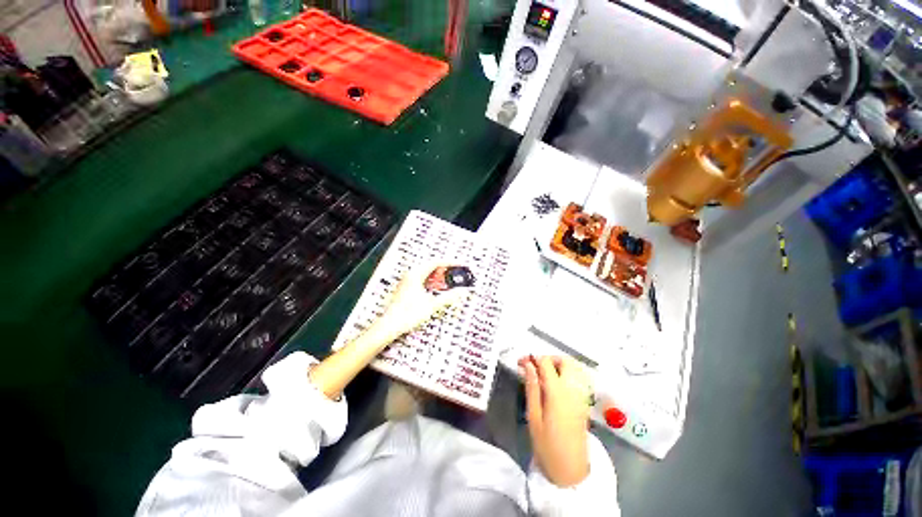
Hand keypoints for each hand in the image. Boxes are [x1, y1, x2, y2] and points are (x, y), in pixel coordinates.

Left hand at [368, 262, 469, 346]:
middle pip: (431, 267)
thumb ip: (448, 297)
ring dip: (438, 277)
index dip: (450, 263)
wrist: (390, 325)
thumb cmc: (407, 314)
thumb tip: (461, 292)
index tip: (459, 264)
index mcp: (416, 274)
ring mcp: (407, 282)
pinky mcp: (406, 289)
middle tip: (456, 274)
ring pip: (426, 274)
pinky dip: (432, 283)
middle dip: (445, 270)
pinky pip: (422, 280)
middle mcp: (410, 275)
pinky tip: (436, 290)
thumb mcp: (432, 305)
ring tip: (448, 282)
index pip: (436, 262)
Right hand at [519, 355, 591, 486]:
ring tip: (544, 373)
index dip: (532, 358)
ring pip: (575, 367)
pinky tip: (556, 383)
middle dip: (548, 358)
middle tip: (534, 367)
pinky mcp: (584, 402)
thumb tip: (528, 365)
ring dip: (559, 364)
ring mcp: (582, 396)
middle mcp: (573, 390)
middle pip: (565, 361)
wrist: (570, 470)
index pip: (546, 363)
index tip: (521, 362)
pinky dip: (567, 373)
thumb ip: (532, 387)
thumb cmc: (547, 445)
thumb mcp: (533, 416)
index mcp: (558, 392)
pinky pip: (579, 378)